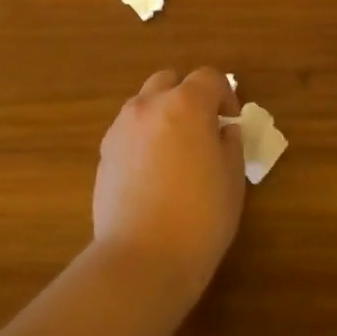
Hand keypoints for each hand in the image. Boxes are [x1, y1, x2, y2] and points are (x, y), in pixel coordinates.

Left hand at [92, 67, 244, 299]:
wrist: (143, 257)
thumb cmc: (201, 216)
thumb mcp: (232, 178)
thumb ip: (229, 144)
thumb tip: (223, 132)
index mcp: (186, 104)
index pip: (209, 78)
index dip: (225, 95)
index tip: (231, 121)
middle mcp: (149, 106)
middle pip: (169, 81)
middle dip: (188, 95)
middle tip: (203, 127)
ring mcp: (121, 128)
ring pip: (144, 103)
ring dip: (162, 113)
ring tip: (176, 149)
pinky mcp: (104, 154)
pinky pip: (128, 130)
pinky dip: (143, 136)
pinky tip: (153, 170)